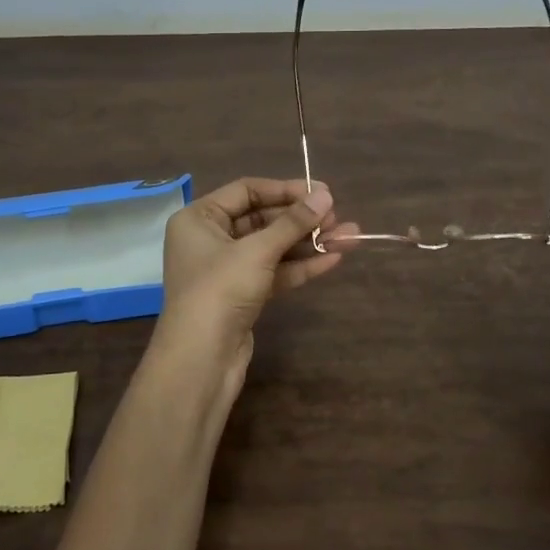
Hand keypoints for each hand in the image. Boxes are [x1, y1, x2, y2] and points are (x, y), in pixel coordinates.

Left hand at [153, 178, 358, 399]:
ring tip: (350, 238)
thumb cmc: (220, 290)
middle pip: (262, 219)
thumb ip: (293, 223)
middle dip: (302, 220)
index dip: (285, 190)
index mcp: (199, 218)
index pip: (246, 191)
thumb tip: (325, 196)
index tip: (322, 193)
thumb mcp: (258, 251)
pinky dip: (301, 266)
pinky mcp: (242, 295)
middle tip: (338, 218)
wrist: (202, 359)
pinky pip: (274, 272)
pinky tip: (334, 259)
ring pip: (273, 248)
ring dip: (308, 243)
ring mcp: (226, 269)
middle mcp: (209, 239)